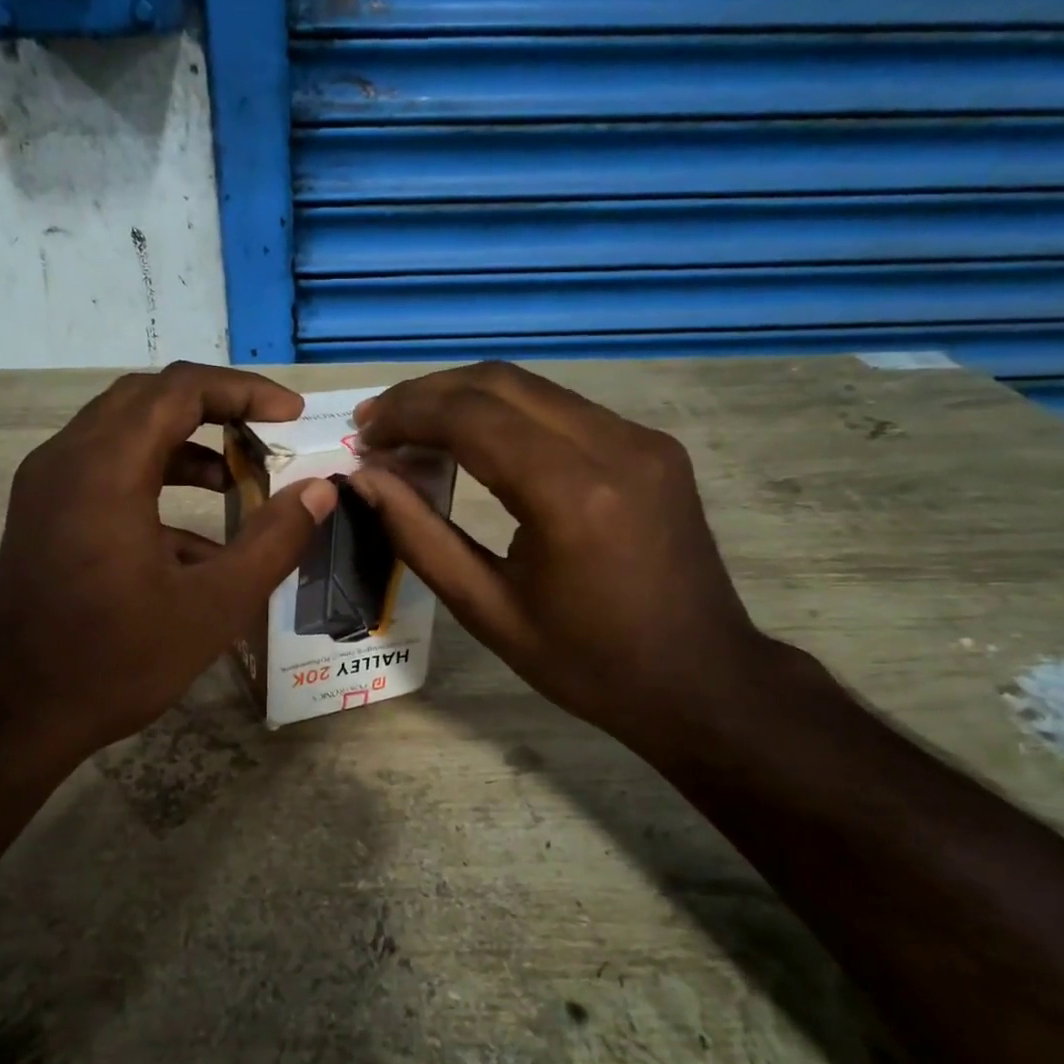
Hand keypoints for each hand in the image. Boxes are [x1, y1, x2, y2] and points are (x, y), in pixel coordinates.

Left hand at [0, 363, 336, 769]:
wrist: (13, 718)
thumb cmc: (115, 662)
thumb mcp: (214, 607)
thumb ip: (274, 541)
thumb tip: (320, 490)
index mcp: (105, 469)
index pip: (179, 389)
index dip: (243, 390)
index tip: (292, 415)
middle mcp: (66, 460)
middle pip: (146, 399)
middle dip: (213, 408)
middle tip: (265, 434)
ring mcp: (46, 488)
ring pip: (122, 433)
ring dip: (183, 445)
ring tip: (235, 480)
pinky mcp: (41, 516)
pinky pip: (103, 472)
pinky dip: (153, 482)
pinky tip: (193, 541)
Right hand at [349, 363, 775, 764]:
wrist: (701, 681)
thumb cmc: (588, 663)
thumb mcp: (487, 611)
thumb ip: (419, 537)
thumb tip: (364, 479)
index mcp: (572, 495)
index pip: (471, 418)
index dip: (406, 415)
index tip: (362, 434)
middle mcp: (614, 446)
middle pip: (500, 382)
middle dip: (427, 394)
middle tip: (377, 425)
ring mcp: (642, 439)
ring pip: (532, 388)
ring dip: (465, 400)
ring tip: (414, 432)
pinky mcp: (652, 446)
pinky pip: (563, 410)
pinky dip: (506, 416)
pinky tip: (476, 445)